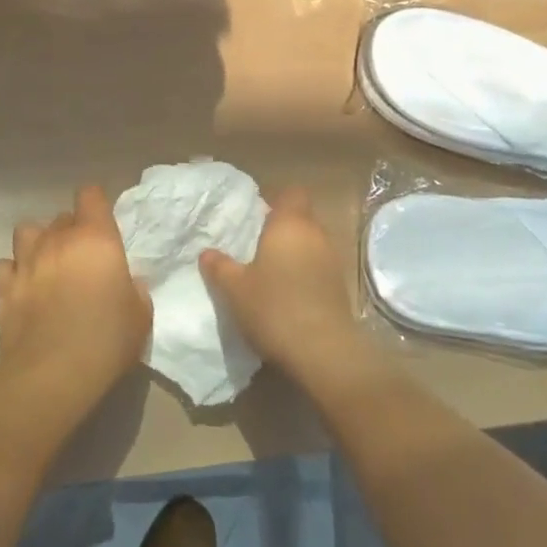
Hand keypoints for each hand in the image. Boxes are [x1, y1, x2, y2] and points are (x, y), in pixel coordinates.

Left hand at [0, 185, 151, 404]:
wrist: (53, 374)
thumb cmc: (106, 340)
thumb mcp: (140, 316)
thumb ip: (135, 290)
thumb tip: (127, 283)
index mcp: (95, 238)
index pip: (90, 194)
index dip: (95, 203)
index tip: (102, 223)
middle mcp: (58, 240)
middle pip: (61, 216)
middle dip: (70, 231)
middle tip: (80, 258)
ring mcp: (26, 261)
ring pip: (26, 231)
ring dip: (36, 243)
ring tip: (45, 264)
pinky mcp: (3, 288)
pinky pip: (1, 266)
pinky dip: (10, 273)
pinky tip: (20, 288)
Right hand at [200, 186, 367, 381]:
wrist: (323, 352)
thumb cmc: (274, 307)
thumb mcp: (234, 289)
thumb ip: (219, 266)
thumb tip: (207, 252)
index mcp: (290, 223)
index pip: (292, 193)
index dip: (276, 200)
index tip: (256, 216)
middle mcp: (315, 234)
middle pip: (301, 219)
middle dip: (281, 229)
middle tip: (255, 246)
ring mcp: (332, 261)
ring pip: (311, 244)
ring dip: (294, 254)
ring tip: (270, 273)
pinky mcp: (340, 288)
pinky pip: (318, 269)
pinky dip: (305, 275)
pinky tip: (288, 295)